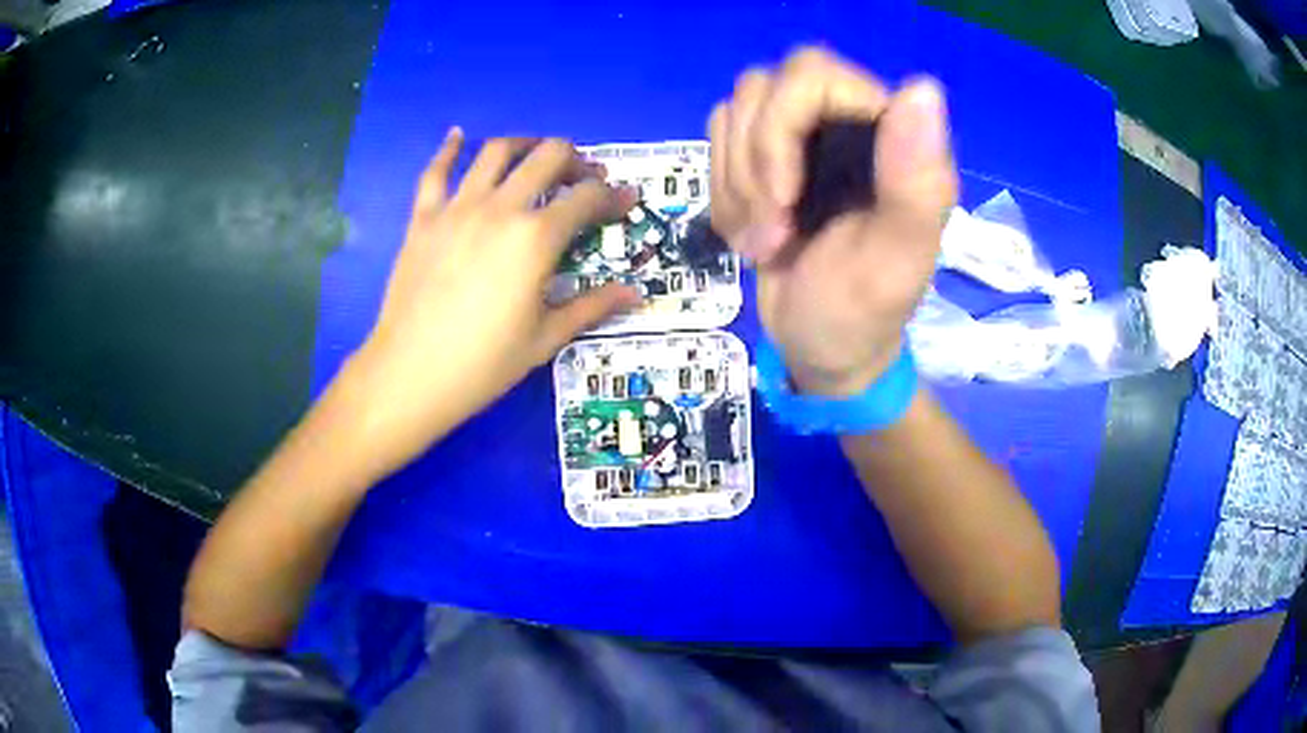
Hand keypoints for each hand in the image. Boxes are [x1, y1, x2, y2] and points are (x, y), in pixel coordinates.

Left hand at [343, 130, 640, 475]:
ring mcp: (457, 208)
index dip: (613, 196)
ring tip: (534, 155)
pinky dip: (448, 149)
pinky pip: (434, 172)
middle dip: (575, 161)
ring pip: (495, 152)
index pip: (587, 198)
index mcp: (536, 238)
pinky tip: (458, 136)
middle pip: (547, 157)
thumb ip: (592, 306)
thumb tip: (634, 294)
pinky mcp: (423, 218)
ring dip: (524, 145)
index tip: (626, 200)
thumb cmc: (484, 363)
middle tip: (582, 178)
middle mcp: (500, 208)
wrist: (411, 374)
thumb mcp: (545, 338)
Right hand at [708, 48, 957, 395]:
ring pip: (732, 114)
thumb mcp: (895, 259)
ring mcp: (801, 136)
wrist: (820, 348)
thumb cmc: (863, 312)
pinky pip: (717, 143)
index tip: (784, 199)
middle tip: (773, 230)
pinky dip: (724, 194)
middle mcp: (844, 120)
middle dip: (752, 165)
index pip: (810, 74)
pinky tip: (752, 232)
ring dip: (735, 187)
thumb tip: (922, 89)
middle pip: (761, 88)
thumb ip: (915, 181)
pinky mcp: (766, 157)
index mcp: (888, 133)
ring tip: (767, 241)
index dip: (779, 129)